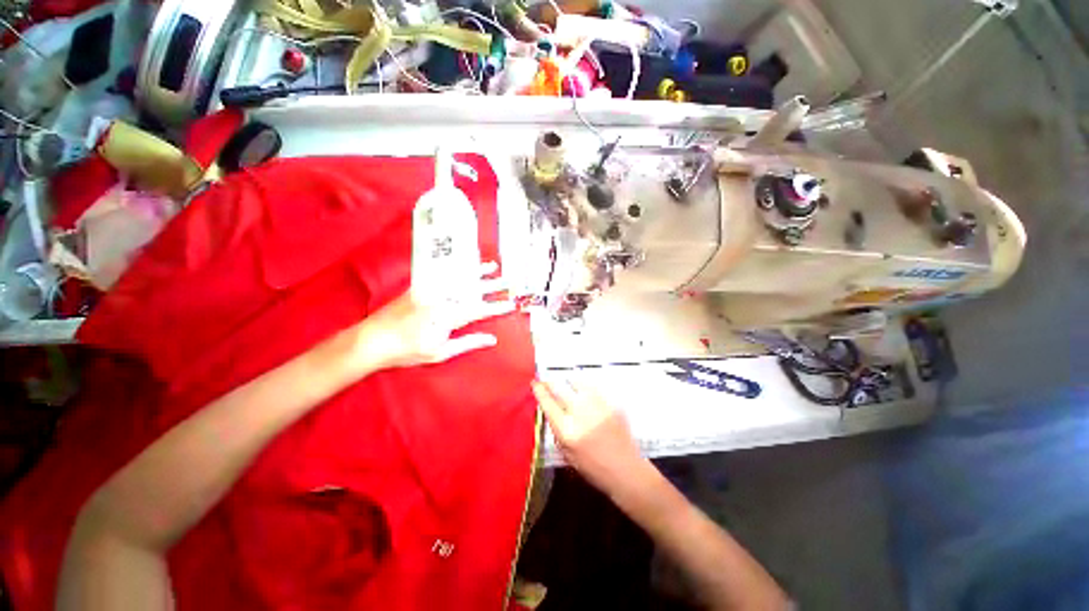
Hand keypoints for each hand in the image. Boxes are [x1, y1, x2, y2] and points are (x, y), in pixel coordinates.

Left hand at [353, 262, 512, 370]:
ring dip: (477, 272)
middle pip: (473, 290)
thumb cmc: (408, 351)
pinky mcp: (420, 285)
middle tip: (510, 281)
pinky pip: (442, 274)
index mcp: (448, 317)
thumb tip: (491, 339)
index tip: (511, 304)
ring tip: (492, 267)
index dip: (497, 307)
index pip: (480, 310)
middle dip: (493, 285)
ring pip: (458, 279)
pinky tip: (463, 265)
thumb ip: (468, 342)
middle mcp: (442, 299)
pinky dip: (455, 269)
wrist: (373, 340)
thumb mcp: (440, 352)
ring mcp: (430, 290)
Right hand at [532, 380, 645, 494]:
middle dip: (551, 382)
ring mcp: (597, 406)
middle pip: (560, 389)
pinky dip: (586, 386)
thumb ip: (558, 430)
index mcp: (567, 431)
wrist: (625, 470)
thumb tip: (552, 409)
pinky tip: (585, 390)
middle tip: (547, 380)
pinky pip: (594, 387)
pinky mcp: (611, 403)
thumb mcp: (567, 454)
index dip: (540, 391)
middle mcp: (581, 415)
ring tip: (567, 383)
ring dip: (569, 382)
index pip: (548, 404)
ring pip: (578, 383)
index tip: (535, 383)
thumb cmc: (593, 468)